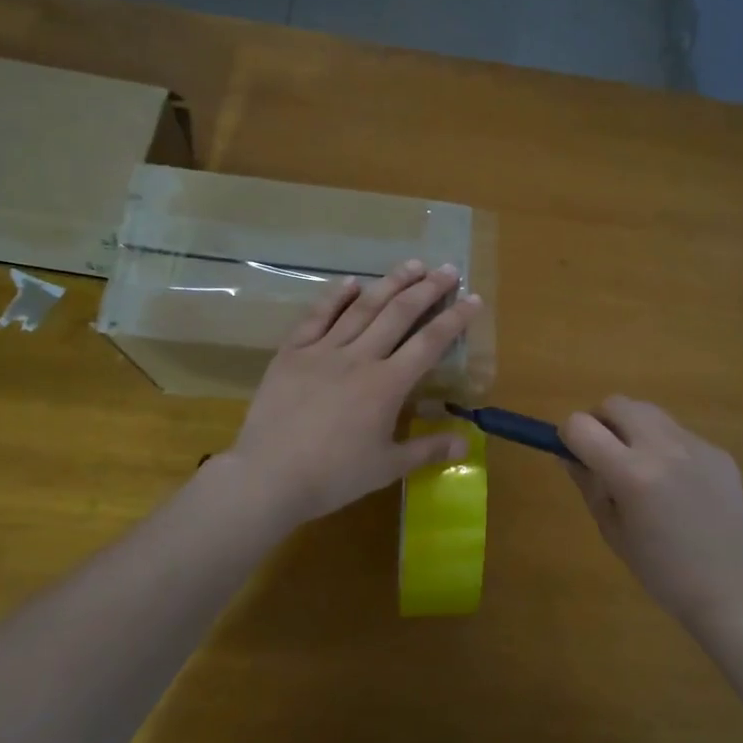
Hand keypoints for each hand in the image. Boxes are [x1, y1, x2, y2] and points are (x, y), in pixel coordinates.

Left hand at [209, 260, 480, 536]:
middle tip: (447, 269)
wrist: (268, 477)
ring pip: (362, 308)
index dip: (455, 318)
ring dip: (390, 283)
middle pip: (399, 314)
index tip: (474, 298)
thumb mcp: (387, 467)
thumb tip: (467, 445)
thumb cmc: (334, 476)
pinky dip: (335, 296)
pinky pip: (317, 317)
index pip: (429, 343)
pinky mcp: (292, 353)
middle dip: (427, 289)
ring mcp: (323, 351)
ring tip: (412, 264)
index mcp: (387, 385)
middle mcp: (359, 357)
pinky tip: (351, 281)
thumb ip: (428, 450)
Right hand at [559, 397, 742, 631]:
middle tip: (604, 453)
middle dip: (601, 421)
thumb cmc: (661, 571)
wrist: (730, 589)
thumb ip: (588, 485)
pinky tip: (677, 484)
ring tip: (641, 467)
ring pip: (650, 412)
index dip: (569, 436)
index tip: (574, 453)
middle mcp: (663, 448)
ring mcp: (696, 445)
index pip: (581, 425)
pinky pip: (679, 434)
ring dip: (634, 429)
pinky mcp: (718, 451)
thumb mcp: (612, 531)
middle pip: (616, 403)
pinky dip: (665, 447)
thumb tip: (569, 454)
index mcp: (631, 473)